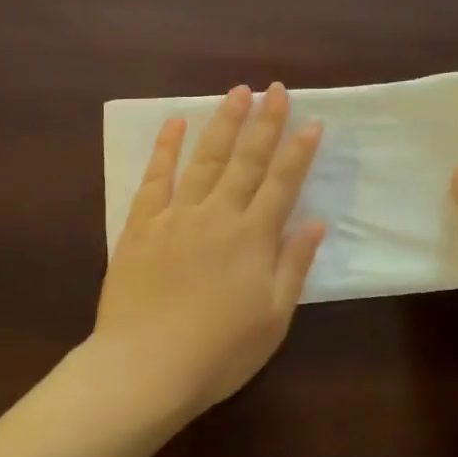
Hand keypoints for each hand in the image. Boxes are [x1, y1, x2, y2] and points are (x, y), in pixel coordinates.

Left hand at [96, 82, 325, 417]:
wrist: (145, 367)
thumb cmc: (219, 352)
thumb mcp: (273, 318)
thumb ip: (294, 265)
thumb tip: (316, 222)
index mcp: (253, 238)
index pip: (282, 183)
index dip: (299, 151)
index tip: (312, 121)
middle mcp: (217, 215)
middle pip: (246, 159)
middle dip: (265, 122)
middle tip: (276, 89)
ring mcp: (176, 216)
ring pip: (205, 159)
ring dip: (222, 123)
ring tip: (236, 92)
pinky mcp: (141, 226)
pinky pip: (155, 178)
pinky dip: (165, 148)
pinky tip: (174, 123)